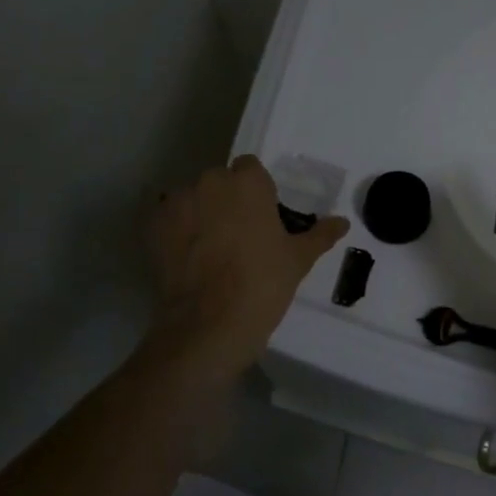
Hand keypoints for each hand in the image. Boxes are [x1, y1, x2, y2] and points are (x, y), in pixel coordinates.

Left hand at [146, 156, 347, 378]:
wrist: (208, 326)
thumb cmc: (262, 285)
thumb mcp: (298, 260)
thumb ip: (320, 235)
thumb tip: (342, 222)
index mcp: (247, 183)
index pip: (251, 169)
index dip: (257, 190)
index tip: (264, 216)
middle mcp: (209, 183)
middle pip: (220, 182)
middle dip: (228, 200)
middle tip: (241, 235)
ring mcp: (176, 204)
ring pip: (193, 199)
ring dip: (201, 213)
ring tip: (211, 250)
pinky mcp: (153, 229)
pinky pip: (169, 219)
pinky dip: (178, 232)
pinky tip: (188, 258)